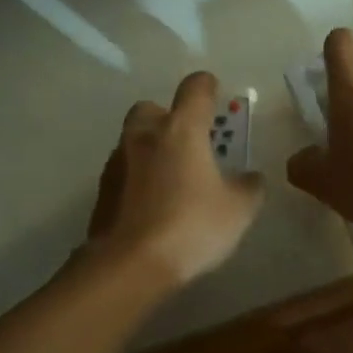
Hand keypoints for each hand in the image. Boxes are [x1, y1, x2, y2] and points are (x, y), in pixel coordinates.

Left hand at [87, 71, 264, 287]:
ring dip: (151, 150)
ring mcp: (118, 162)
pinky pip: (124, 172)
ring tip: (171, 180)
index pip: (195, 88)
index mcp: (181, 129)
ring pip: (134, 141)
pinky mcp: (102, 191)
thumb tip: (251, 178)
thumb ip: (249, 187)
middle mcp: (145, 136)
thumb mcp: (238, 210)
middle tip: (188, 142)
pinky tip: (152, 205)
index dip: (207, 87)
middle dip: (168, 117)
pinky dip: (137, 179)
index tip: (215, 96)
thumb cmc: (191, 225)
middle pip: (151, 108)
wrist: (129, 266)